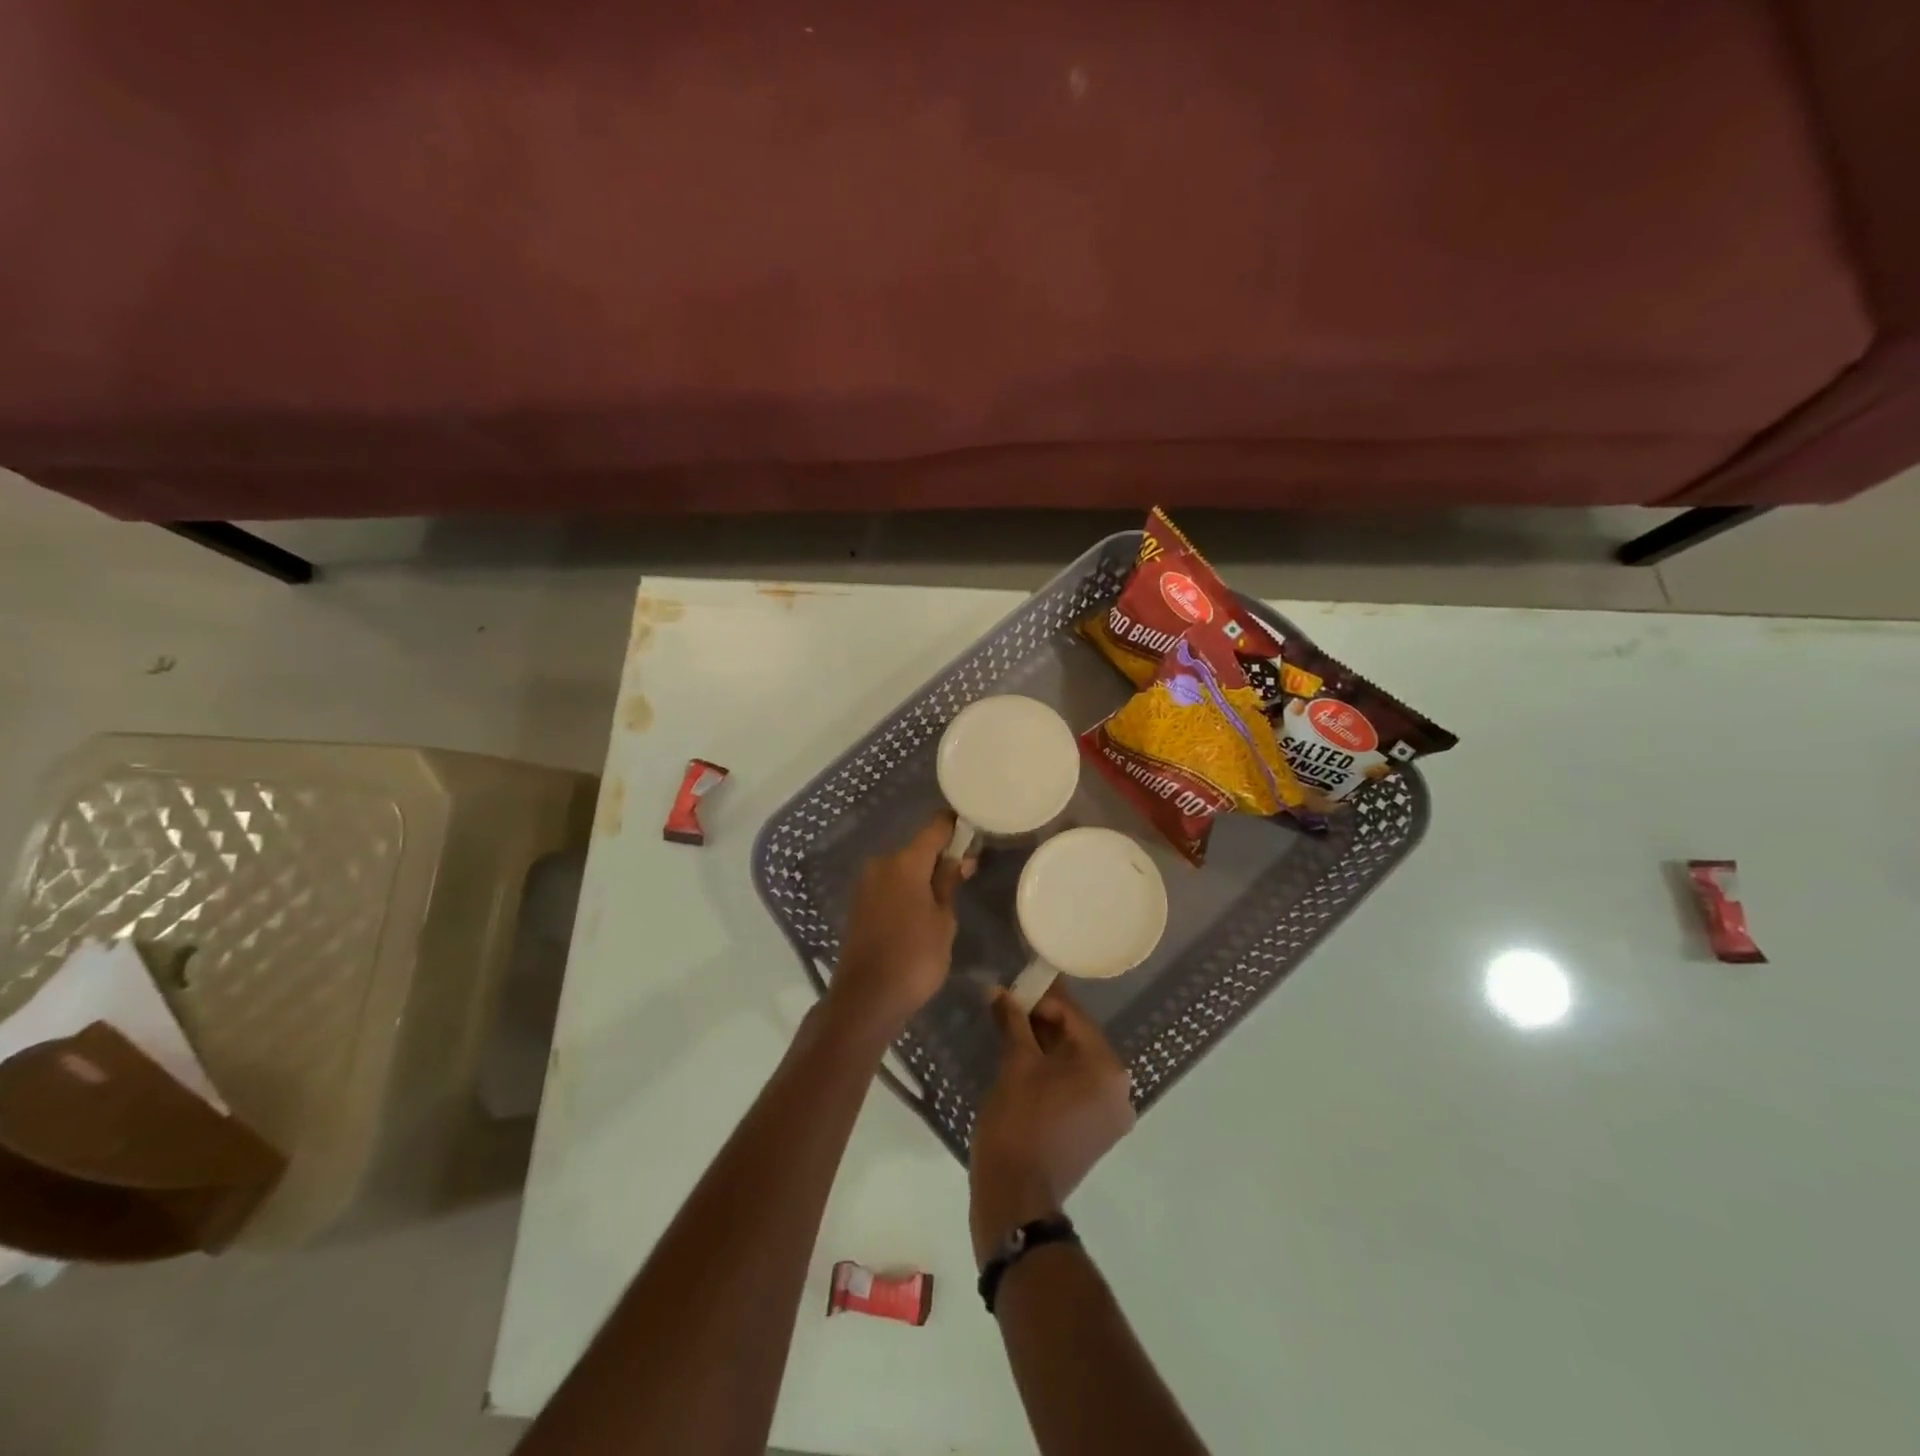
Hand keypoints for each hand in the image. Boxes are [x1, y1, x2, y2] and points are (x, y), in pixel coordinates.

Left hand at [828, 812, 970, 1042]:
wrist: (867, 998)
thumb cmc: (915, 957)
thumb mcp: (943, 920)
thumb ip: (949, 883)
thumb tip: (958, 858)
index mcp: (905, 862)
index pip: (935, 828)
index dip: (955, 824)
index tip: (973, 827)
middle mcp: (882, 864)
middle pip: (917, 848)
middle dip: (941, 856)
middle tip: (966, 872)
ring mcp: (866, 884)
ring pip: (903, 868)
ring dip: (923, 875)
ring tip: (947, 896)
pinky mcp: (859, 903)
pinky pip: (890, 885)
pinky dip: (907, 890)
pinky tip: (922, 910)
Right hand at [969, 984, 1135, 1265]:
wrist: (1016, 1198)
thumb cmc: (1018, 1123)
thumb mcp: (1015, 1064)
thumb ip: (1012, 1021)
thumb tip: (999, 991)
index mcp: (1107, 1069)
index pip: (1074, 1016)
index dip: (1042, 998)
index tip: (1015, 986)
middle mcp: (1119, 1090)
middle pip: (1078, 1039)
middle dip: (1044, 1021)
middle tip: (1010, 1006)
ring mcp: (1110, 1115)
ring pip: (1077, 1064)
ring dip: (1047, 1045)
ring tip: (1012, 1029)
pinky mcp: (1096, 1133)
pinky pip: (1077, 1087)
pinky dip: (1054, 1072)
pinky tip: (1025, 1060)